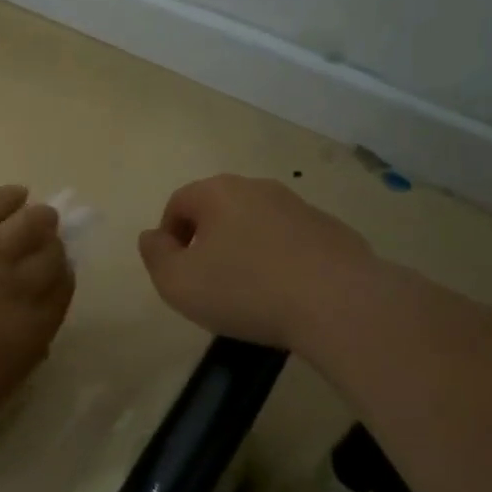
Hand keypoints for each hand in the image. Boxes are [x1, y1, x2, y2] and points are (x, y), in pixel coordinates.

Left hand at [0, 186, 74, 435]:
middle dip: (53, 250)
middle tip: (48, 247)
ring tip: (42, 217)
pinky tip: (16, 194)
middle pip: (50, 257)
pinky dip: (9, 197)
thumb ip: (16, 365)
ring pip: (29, 224)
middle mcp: (17, 285)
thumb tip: (32, 341)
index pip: (60, 295)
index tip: (58, 277)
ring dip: (40, 220)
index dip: (62, 281)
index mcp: (30, 332)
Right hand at [138, 174, 377, 348]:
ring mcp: (300, 207)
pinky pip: (292, 241)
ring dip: (245, 248)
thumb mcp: (178, 282)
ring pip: (257, 223)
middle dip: (207, 239)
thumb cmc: (246, 290)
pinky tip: (287, 294)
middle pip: (218, 209)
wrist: (340, 304)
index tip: (175, 270)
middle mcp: (258, 188)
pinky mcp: (333, 231)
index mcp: (218, 192)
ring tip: (249, 290)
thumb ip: (155, 256)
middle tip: (207, 280)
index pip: (178, 203)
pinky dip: (281, 260)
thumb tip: (152, 236)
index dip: (169, 236)